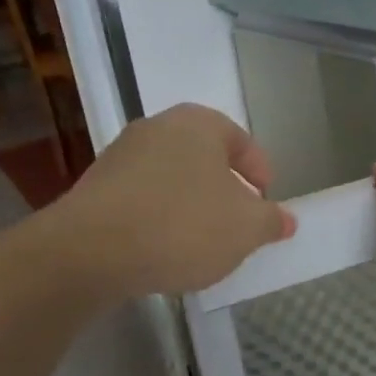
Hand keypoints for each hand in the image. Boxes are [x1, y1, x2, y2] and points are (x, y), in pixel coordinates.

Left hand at [52, 104, 295, 298]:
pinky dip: (159, 218)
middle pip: (203, 157)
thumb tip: (286, 219)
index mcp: (198, 124)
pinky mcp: (93, 188)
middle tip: (238, 222)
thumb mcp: (245, 228)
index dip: (260, 171)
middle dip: (224, 189)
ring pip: (171, 178)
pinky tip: (163, 249)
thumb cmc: (182, 226)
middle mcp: (156, 128)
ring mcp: (120, 156)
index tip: (266, 201)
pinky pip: (141, 199)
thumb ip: (271, 220)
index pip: (240, 140)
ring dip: (190, 204)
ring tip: (201, 242)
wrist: (90, 251)